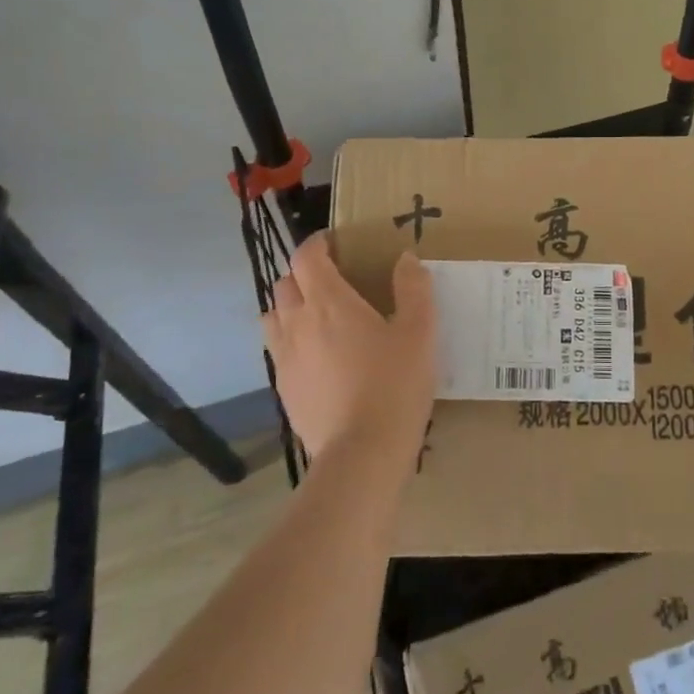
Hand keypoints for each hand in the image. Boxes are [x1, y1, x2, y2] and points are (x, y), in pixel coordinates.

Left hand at [262, 233, 437, 463]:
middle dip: (304, 274)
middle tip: (332, 280)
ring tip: (317, 317)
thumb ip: (414, 289)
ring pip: (273, 317)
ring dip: (290, 307)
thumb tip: (406, 259)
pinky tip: (317, 359)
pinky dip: (291, 342)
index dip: (317, 244)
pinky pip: (278, 351)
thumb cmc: (394, 385)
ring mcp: (284, 358)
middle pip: (285, 284)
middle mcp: (297, 323)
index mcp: (329, 303)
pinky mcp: (283, 389)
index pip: (307, 258)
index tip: (333, 242)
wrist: (362, 452)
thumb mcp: (419, 333)